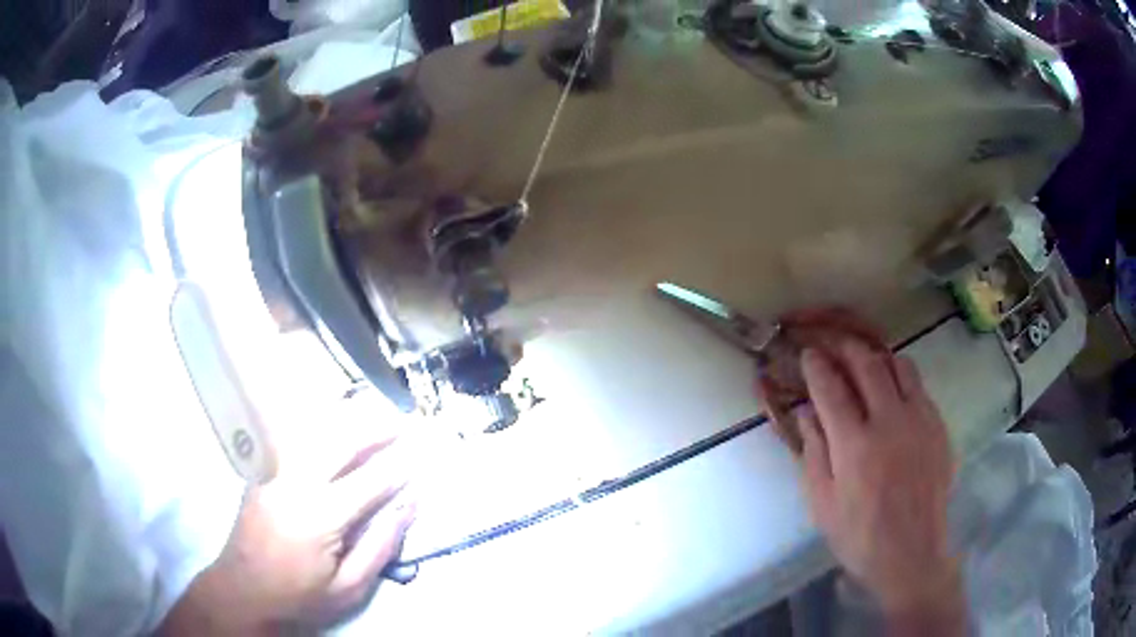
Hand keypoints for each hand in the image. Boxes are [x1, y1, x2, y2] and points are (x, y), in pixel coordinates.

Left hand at [161, 401, 416, 634]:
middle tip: (400, 422)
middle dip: (373, 429)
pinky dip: (314, 423)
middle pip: (340, 442)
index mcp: (321, 515)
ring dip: (345, 418)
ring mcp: (273, 472)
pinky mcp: (261, 471)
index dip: (397, 469)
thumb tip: (408, 506)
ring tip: (370, 411)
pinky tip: (328, 421)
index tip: (418, 459)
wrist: (242, 591)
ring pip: (312, 430)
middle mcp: (296, 482)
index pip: (369, 481)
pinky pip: (290, 436)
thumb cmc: (299, 596)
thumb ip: (380, 545)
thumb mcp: (349, 588)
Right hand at [786, 338, 963, 632]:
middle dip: (846, 347)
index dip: (817, 365)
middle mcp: (889, 422)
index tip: (809, 353)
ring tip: (865, 361)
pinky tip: (893, 391)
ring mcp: (919, 420)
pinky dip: (901, 377)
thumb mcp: (823, 503)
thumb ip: (814, 452)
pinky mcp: (938, 425)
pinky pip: (919, 385)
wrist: (911, 551)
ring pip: (899, 365)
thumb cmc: (859, 534)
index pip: (831, 388)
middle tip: (834, 344)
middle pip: (867, 364)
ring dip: (877, 356)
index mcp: (854, 445)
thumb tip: (805, 412)